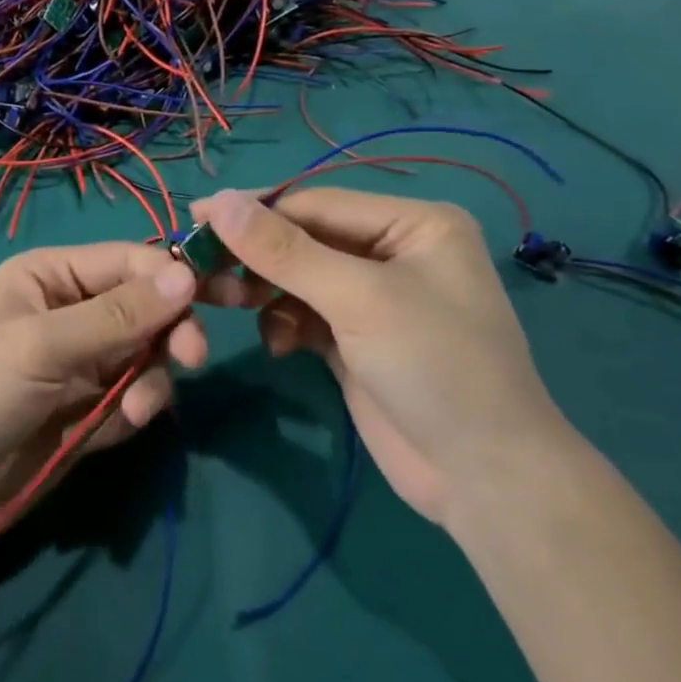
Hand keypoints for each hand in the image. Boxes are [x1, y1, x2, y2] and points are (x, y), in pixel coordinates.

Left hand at [0, 243, 203, 562]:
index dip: (170, 276)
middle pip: (148, 305)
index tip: (209, 301)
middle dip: (170, 330)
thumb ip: (117, 315)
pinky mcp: (92, 406)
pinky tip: (119, 424)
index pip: (128, 260)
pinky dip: (138, 407)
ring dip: (153, 378)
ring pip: (149, 352)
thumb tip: (187, 276)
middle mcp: (72, 309)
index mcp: (51, 275)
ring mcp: (84, 360)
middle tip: (191, 358)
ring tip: (134, 411)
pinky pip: (137, 393)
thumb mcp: (42, 346)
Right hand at [193, 187, 569, 525]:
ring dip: (262, 290)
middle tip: (199, 265)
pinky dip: (282, 323)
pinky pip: (303, 313)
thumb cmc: (434, 366)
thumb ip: (284, 250)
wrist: (483, 479)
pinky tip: (278, 345)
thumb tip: (218, 202)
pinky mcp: (356, 338)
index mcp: (413, 223)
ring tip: (224, 303)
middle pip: (305, 238)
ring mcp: (374, 298)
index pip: (317, 202)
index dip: (255, 209)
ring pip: (298, 277)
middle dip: (256, 255)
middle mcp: (394, 251)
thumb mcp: (357, 299)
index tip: (196, 215)